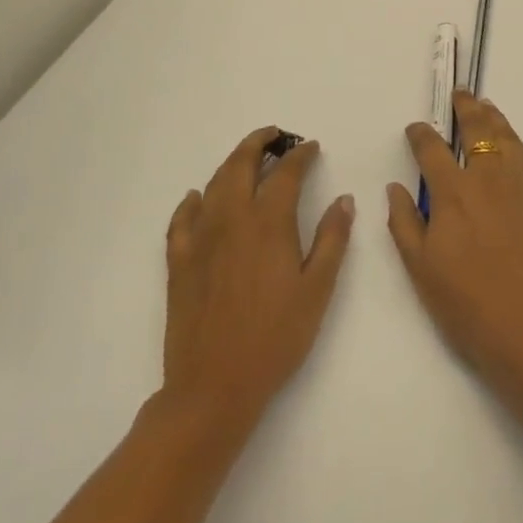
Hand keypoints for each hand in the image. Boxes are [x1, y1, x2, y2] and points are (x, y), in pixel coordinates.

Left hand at [160, 128, 353, 436]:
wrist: (213, 387)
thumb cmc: (275, 338)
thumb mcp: (317, 289)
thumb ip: (332, 239)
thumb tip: (343, 199)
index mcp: (269, 224)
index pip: (286, 173)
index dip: (300, 155)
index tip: (311, 147)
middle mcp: (232, 220)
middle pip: (241, 166)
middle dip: (258, 143)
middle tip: (275, 135)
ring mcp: (200, 240)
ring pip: (213, 185)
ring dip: (230, 164)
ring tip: (246, 158)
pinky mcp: (179, 263)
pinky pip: (181, 220)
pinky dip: (192, 202)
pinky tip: (197, 198)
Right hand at [388, 94, 522, 400]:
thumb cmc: (469, 306)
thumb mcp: (422, 271)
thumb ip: (406, 223)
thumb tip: (396, 187)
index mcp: (453, 194)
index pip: (432, 150)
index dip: (421, 134)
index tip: (416, 128)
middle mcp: (487, 178)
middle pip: (476, 130)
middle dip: (465, 109)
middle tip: (460, 94)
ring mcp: (519, 186)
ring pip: (505, 137)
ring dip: (493, 117)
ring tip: (485, 105)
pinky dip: (514, 139)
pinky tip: (509, 140)